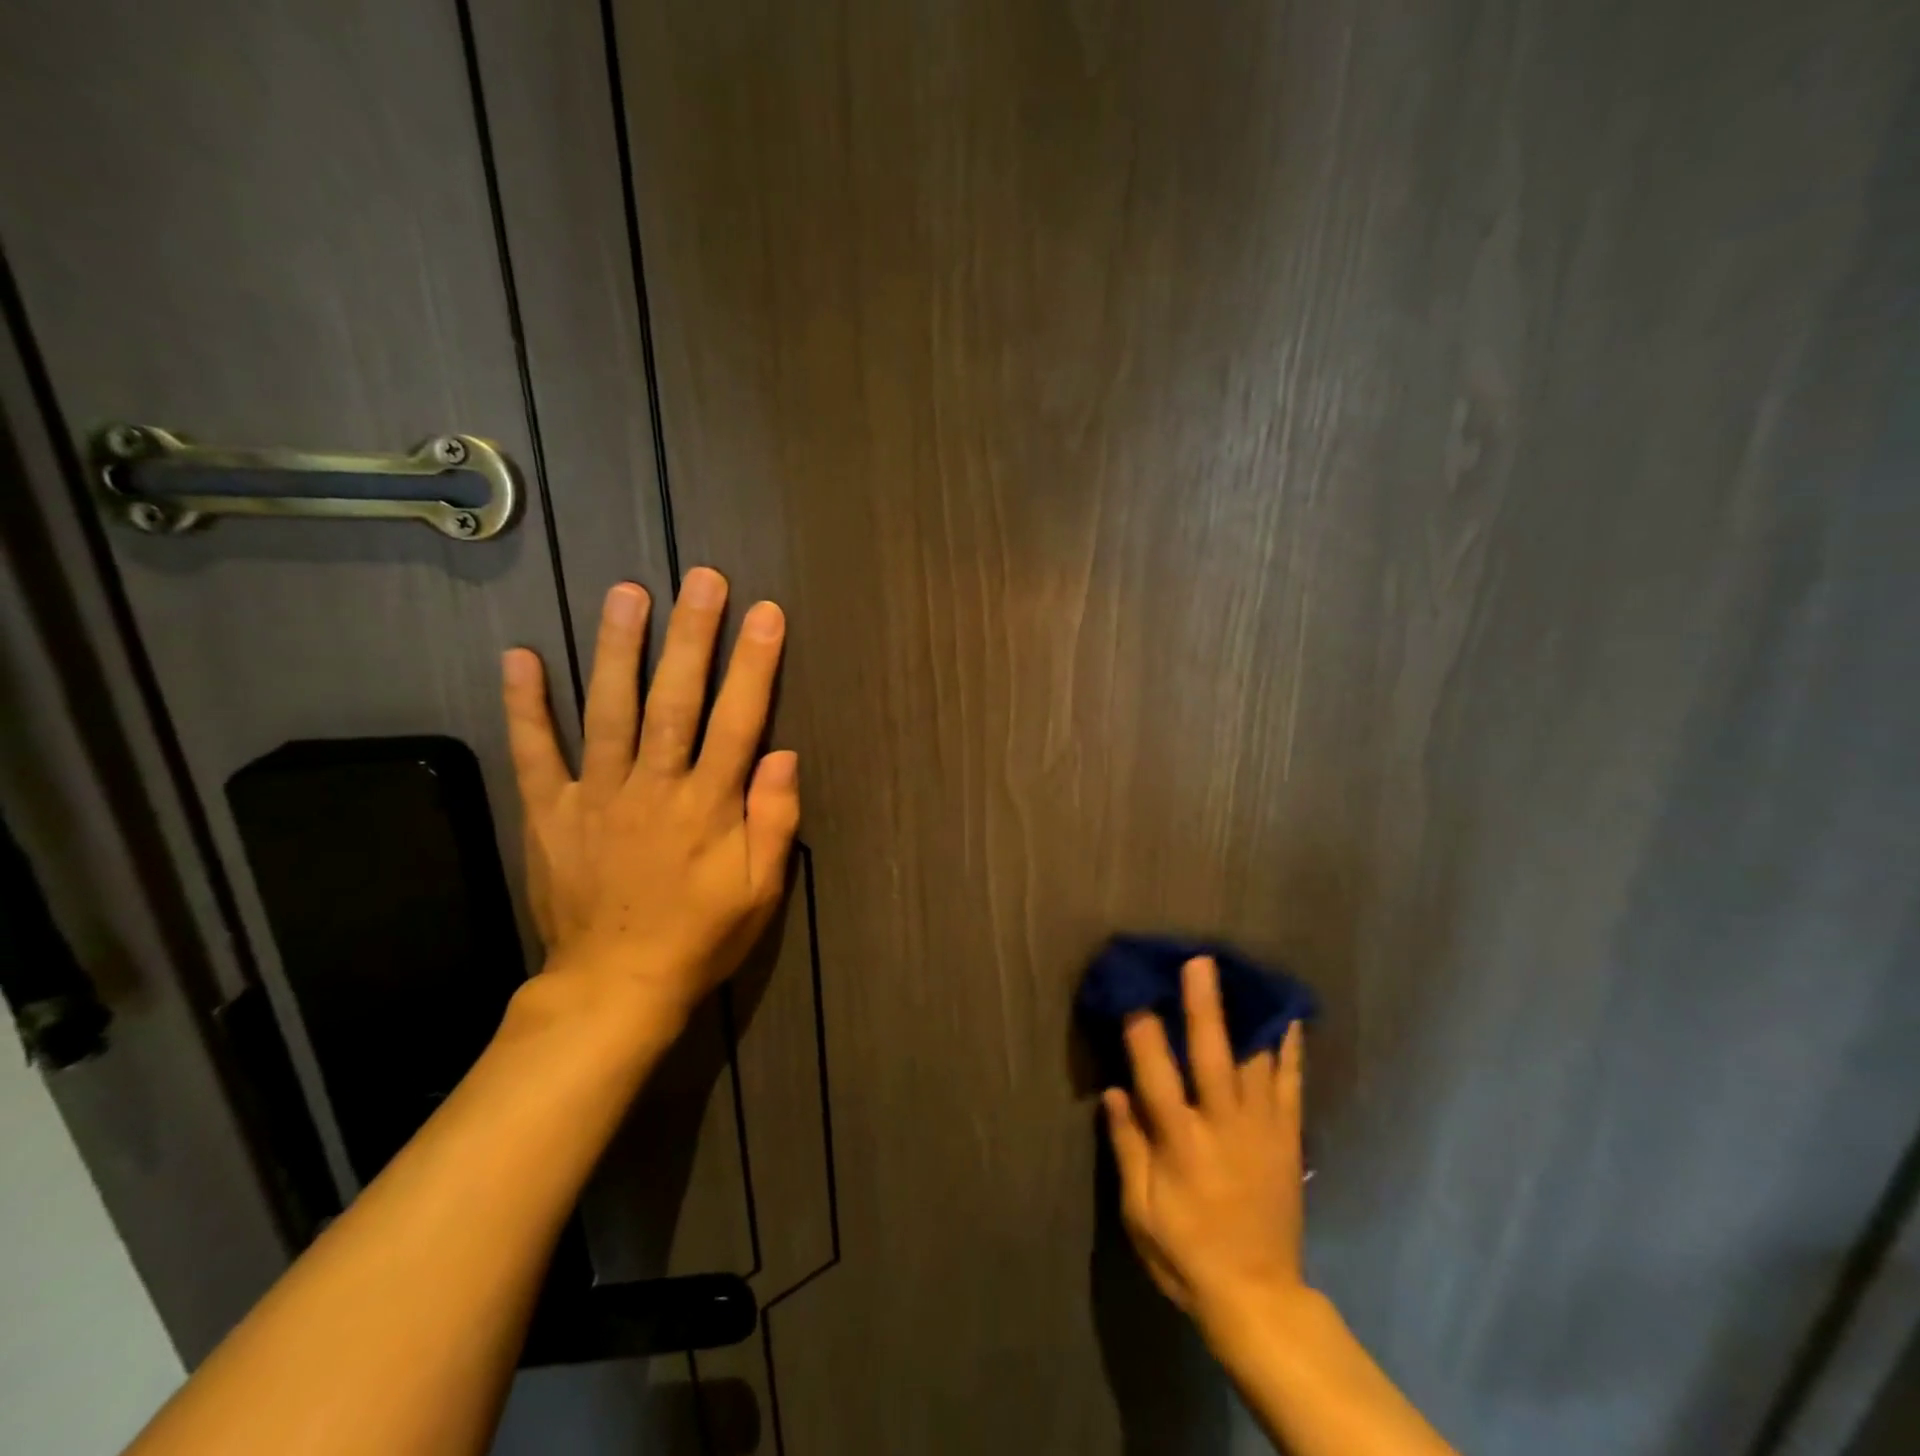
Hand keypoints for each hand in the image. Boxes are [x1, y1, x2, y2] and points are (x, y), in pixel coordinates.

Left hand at [499, 568, 800, 1035]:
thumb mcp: (760, 891)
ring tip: (626, 593)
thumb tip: (784, 754)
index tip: (765, 614)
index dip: (754, 665)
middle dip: (692, 636)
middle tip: (702, 579)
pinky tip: (519, 657)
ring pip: (609, 711)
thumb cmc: (700, 936)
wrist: (614, 987)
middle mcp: (653, 788)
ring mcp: (595, 797)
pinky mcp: (550, 813)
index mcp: (708, 806)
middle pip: (675, 700)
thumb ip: (774, 821)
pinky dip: (525, 706)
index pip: (737, 721)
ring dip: (618, 649)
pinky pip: (535, 752)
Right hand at [1104, 956, 1307, 1334]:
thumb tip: (1113, 1090)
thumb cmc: (1186, 1252)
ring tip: (1243, 975)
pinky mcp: (1287, 1139)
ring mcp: (1261, 1130)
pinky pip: (1291, 1084)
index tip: (1133, 993)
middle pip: (1212, 1056)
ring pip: (1256, 1061)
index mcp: (1181, 1144)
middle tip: (1199, 962)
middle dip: (1203, 1006)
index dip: (1143, 1032)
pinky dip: (1290, 1048)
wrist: (1258, 1296)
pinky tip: (1287, 1017)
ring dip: (1246, 1015)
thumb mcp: (1140, 1211)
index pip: (1157, 1076)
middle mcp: (1223, 1127)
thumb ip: (1127, 1146)